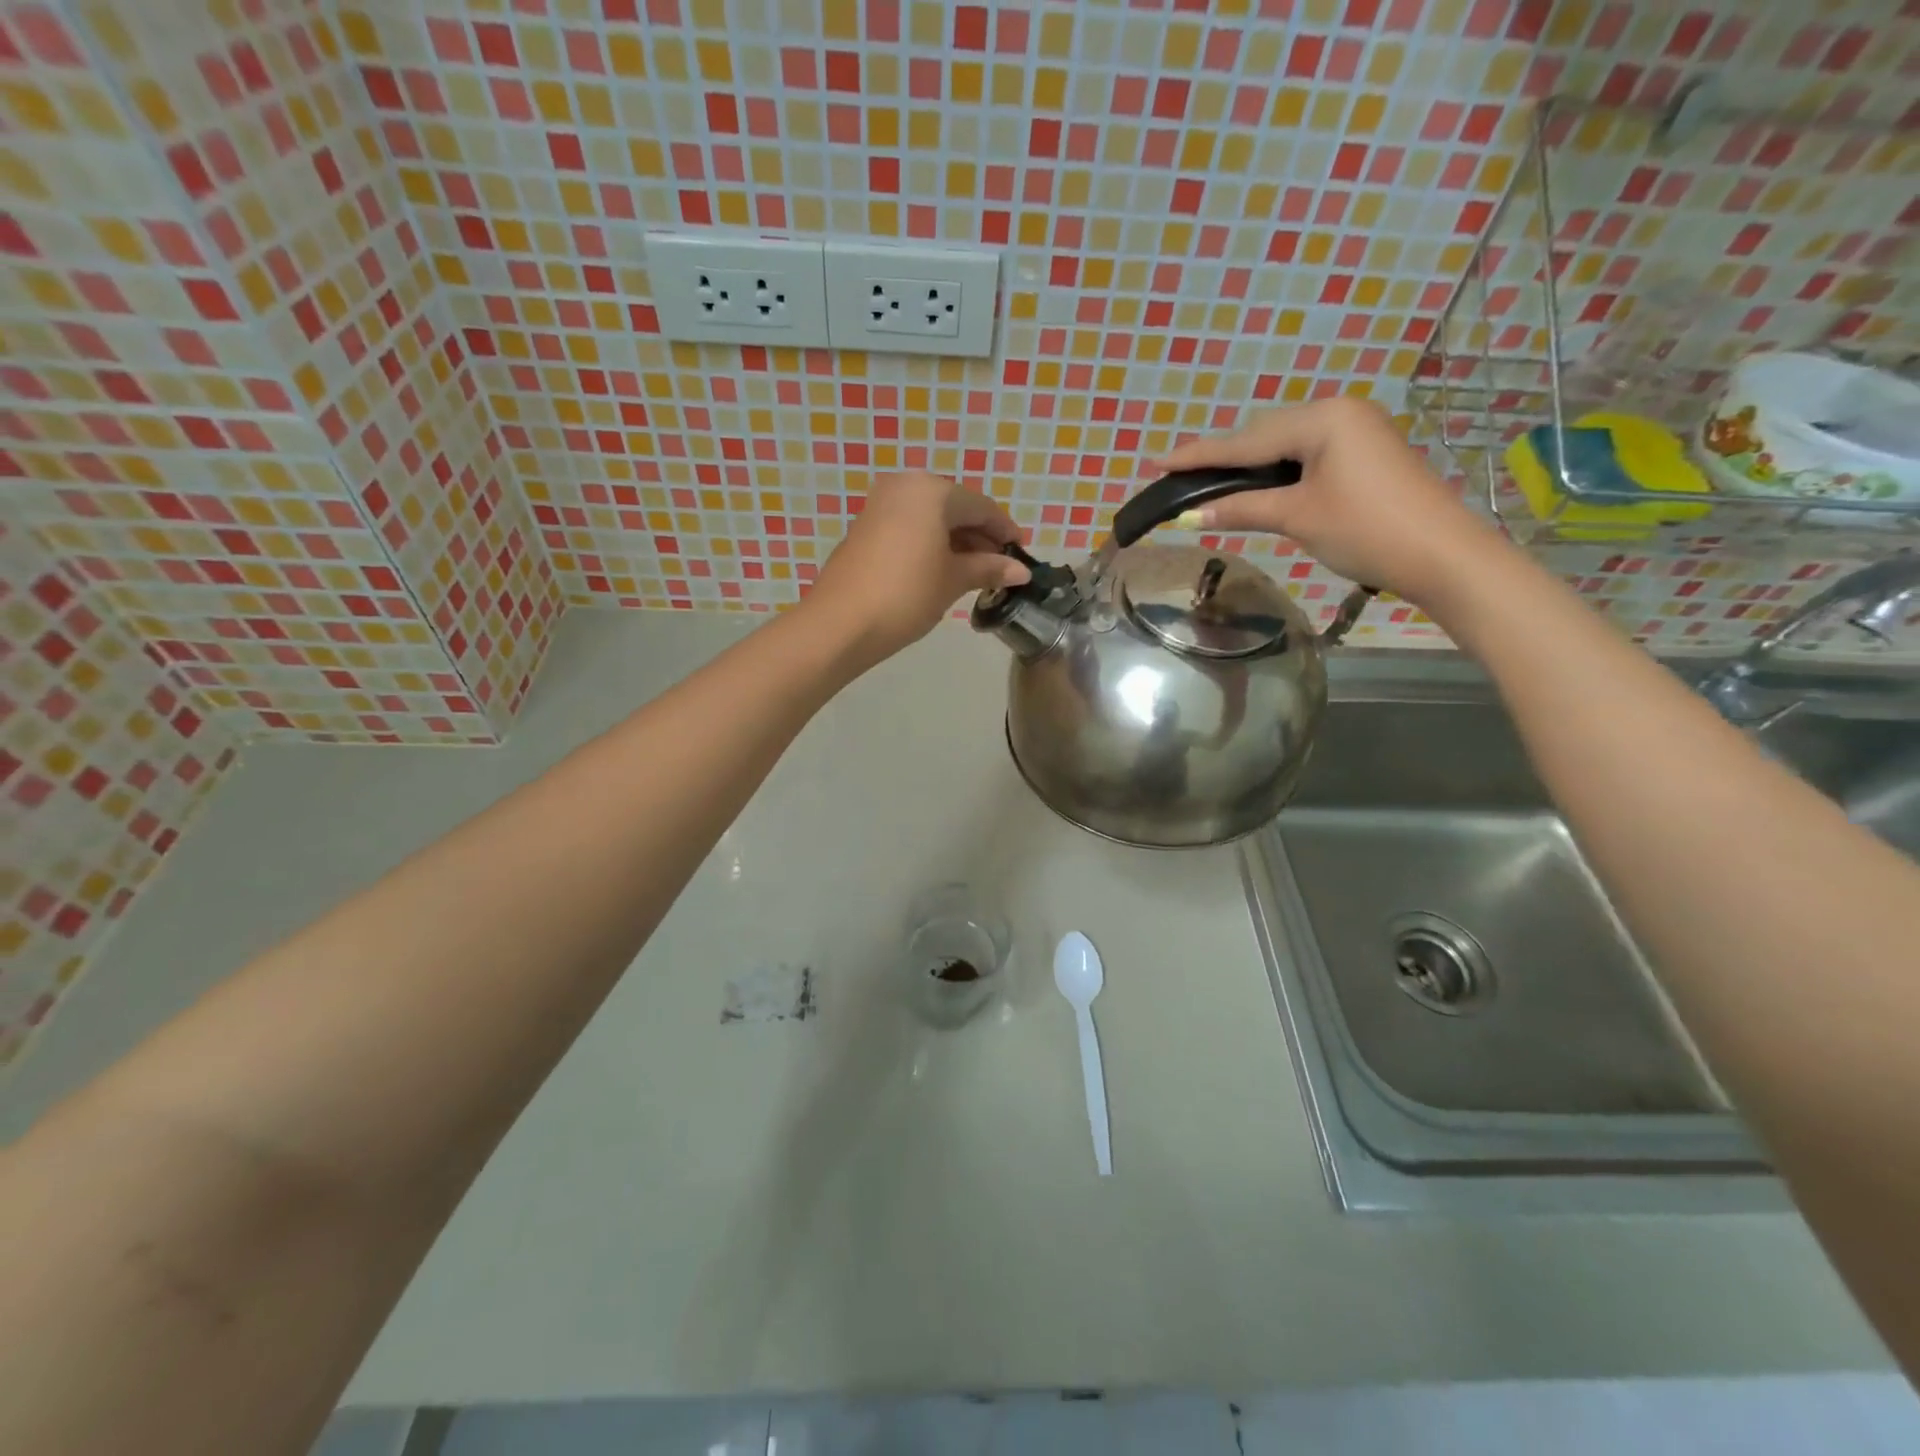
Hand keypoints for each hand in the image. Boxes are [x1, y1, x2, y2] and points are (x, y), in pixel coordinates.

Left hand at [805, 471, 1030, 667]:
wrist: (842, 623)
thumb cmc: (907, 594)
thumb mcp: (953, 580)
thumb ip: (988, 568)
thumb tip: (1020, 571)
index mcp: (931, 491)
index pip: (980, 506)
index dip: (1005, 531)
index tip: (1021, 555)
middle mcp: (905, 486)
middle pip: (954, 508)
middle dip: (979, 536)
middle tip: (999, 567)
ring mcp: (880, 505)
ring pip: (931, 518)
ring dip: (956, 541)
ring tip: (975, 574)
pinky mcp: (865, 526)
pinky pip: (909, 527)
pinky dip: (930, 543)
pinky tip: (942, 569)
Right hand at [1155, 396, 1494, 609]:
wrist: (1442, 555)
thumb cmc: (1366, 530)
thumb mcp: (1297, 517)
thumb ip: (1241, 510)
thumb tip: (1188, 517)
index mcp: (1323, 418)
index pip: (1246, 439)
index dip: (1198, 454)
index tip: (1157, 459)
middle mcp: (1339, 412)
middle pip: (1264, 434)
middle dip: (1222, 456)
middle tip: (1177, 471)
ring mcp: (1355, 431)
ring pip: (1284, 444)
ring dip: (1247, 465)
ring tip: (1206, 478)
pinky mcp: (1363, 453)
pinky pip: (1305, 455)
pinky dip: (1275, 471)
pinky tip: (1254, 483)